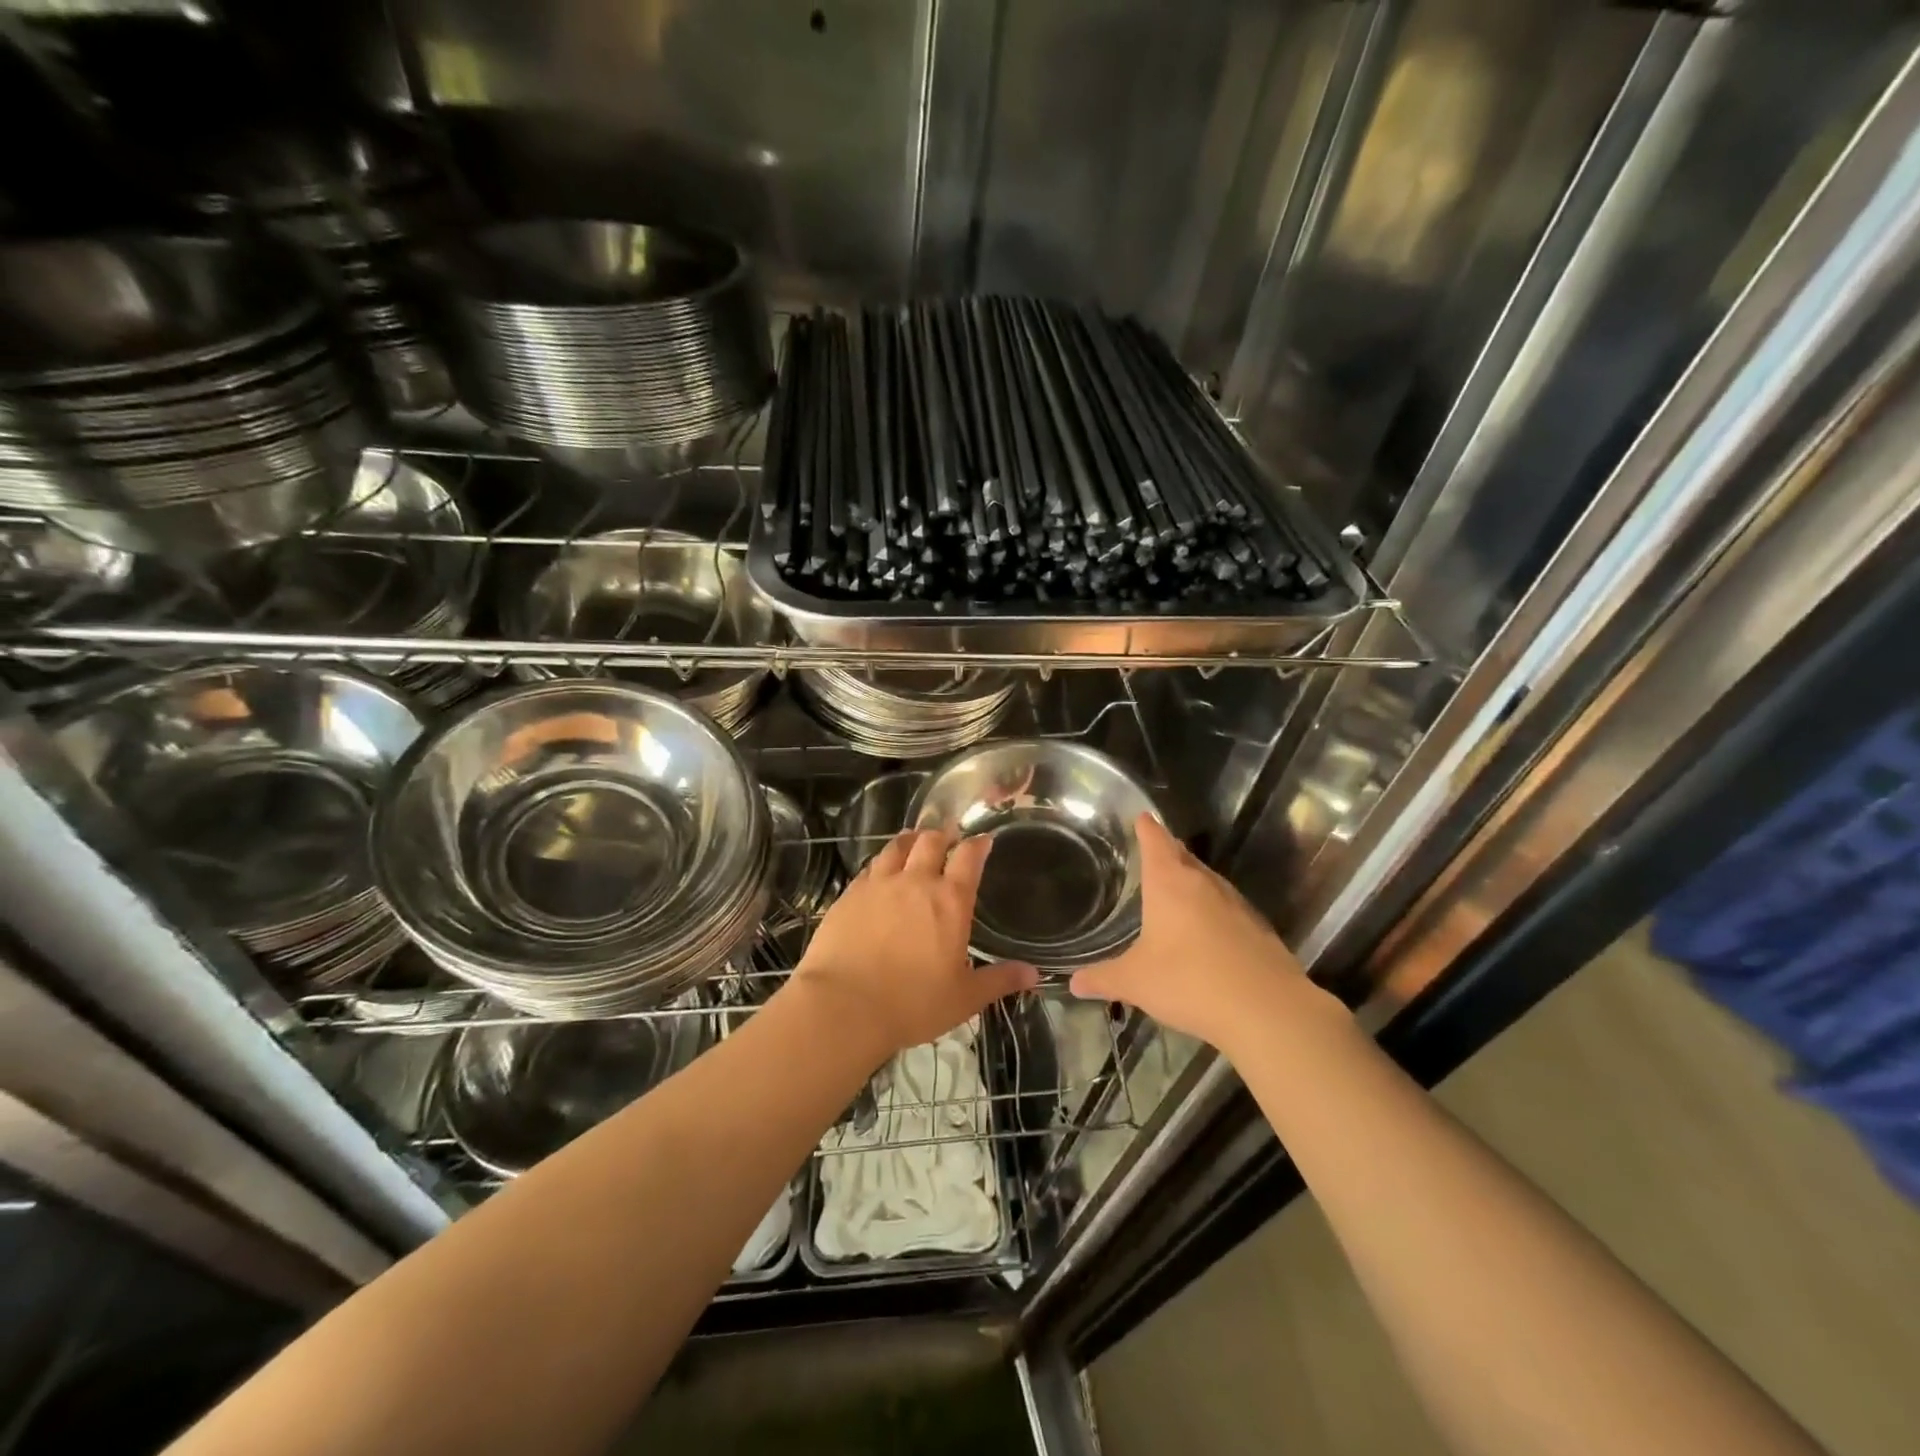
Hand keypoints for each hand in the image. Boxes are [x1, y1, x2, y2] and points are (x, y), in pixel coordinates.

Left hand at [790, 828, 1038, 1063]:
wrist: (844, 1006)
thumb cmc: (912, 1004)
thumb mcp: (964, 998)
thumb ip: (999, 980)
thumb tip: (1033, 974)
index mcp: (950, 901)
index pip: (968, 857)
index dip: (978, 844)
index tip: (983, 840)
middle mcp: (915, 882)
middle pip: (931, 841)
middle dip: (944, 835)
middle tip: (949, 838)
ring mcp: (879, 885)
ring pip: (897, 846)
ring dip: (911, 840)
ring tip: (915, 841)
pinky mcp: (849, 894)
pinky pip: (870, 867)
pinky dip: (882, 862)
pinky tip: (881, 871)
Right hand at [1069, 814, 1327, 1059]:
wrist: (1267, 1010)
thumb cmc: (1190, 982)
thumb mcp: (1136, 982)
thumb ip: (1103, 979)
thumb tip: (1074, 982)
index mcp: (1170, 883)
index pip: (1156, 841)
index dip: (1147, 828)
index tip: (1142, 816)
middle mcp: (1204, 884)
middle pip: (1184, 856)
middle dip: (1168, 851)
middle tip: (1154, 850)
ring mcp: (1236, 905)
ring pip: (1208, 881)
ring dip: (1192, 881)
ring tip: (1177, 889)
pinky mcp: (1258, 929)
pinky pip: (1228, 908)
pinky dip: (1213, 910)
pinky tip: (1208, 931)